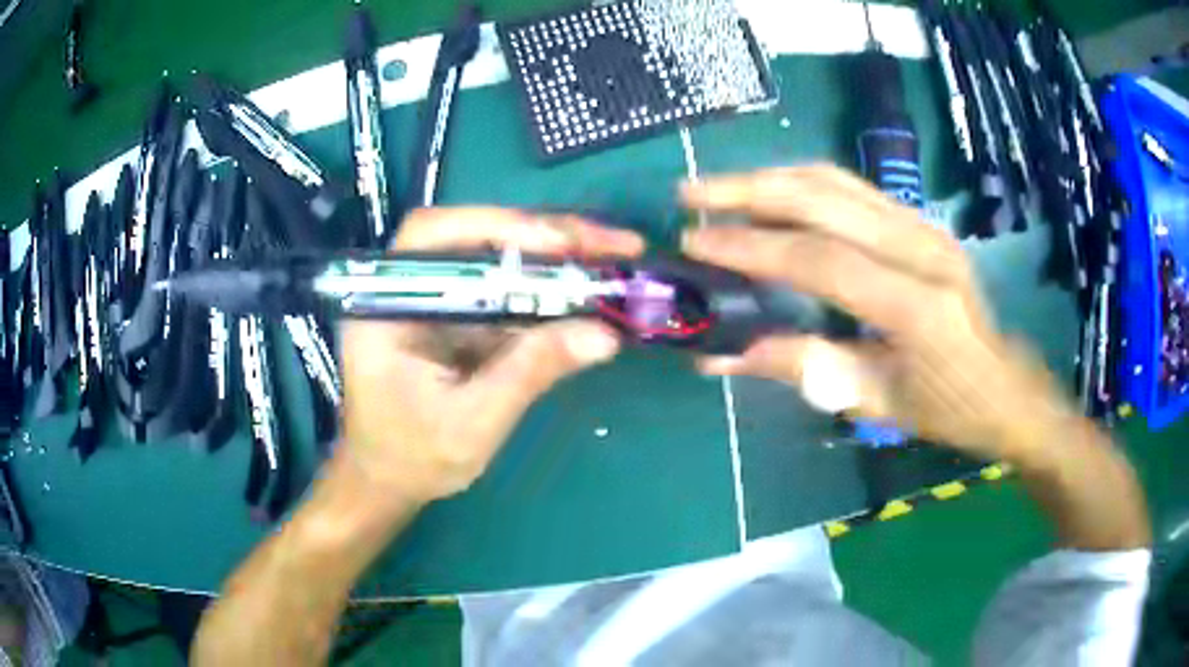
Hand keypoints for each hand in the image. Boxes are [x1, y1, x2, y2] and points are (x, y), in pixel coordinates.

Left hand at [339, 208, 643, 503]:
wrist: (389, 479)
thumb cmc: (412, 457)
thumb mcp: (472, 423)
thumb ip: (530, 372)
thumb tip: (604, 335)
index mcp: (387, 304)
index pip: (438, 236)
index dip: (502, 228)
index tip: (565, 243)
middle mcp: (410, 287)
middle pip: (480, 237)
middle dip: (550, 236)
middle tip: (618, 244)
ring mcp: (438, 298)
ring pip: (500, 258)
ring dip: (559, 257)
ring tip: (617, 256)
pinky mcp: (460, 315)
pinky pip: (508, 290)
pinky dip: (550, 289)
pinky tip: (590, 289)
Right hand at [682, 165, 1073, 461]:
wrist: (1005, 385)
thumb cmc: (947, 407)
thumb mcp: (875, 402)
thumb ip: (803, 367)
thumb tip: (723, 356)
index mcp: (915, 304)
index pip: (819, 258)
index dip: (751, 246)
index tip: (694, 241)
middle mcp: (921, 247)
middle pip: (823, 198)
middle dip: (748, 190)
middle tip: (691, 193)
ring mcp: (923, 225)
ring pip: (835, 180)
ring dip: (771, 178)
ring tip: (720, 186)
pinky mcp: (920, 221)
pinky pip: (852, 188)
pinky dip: (802, 184)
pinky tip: (770, 193)